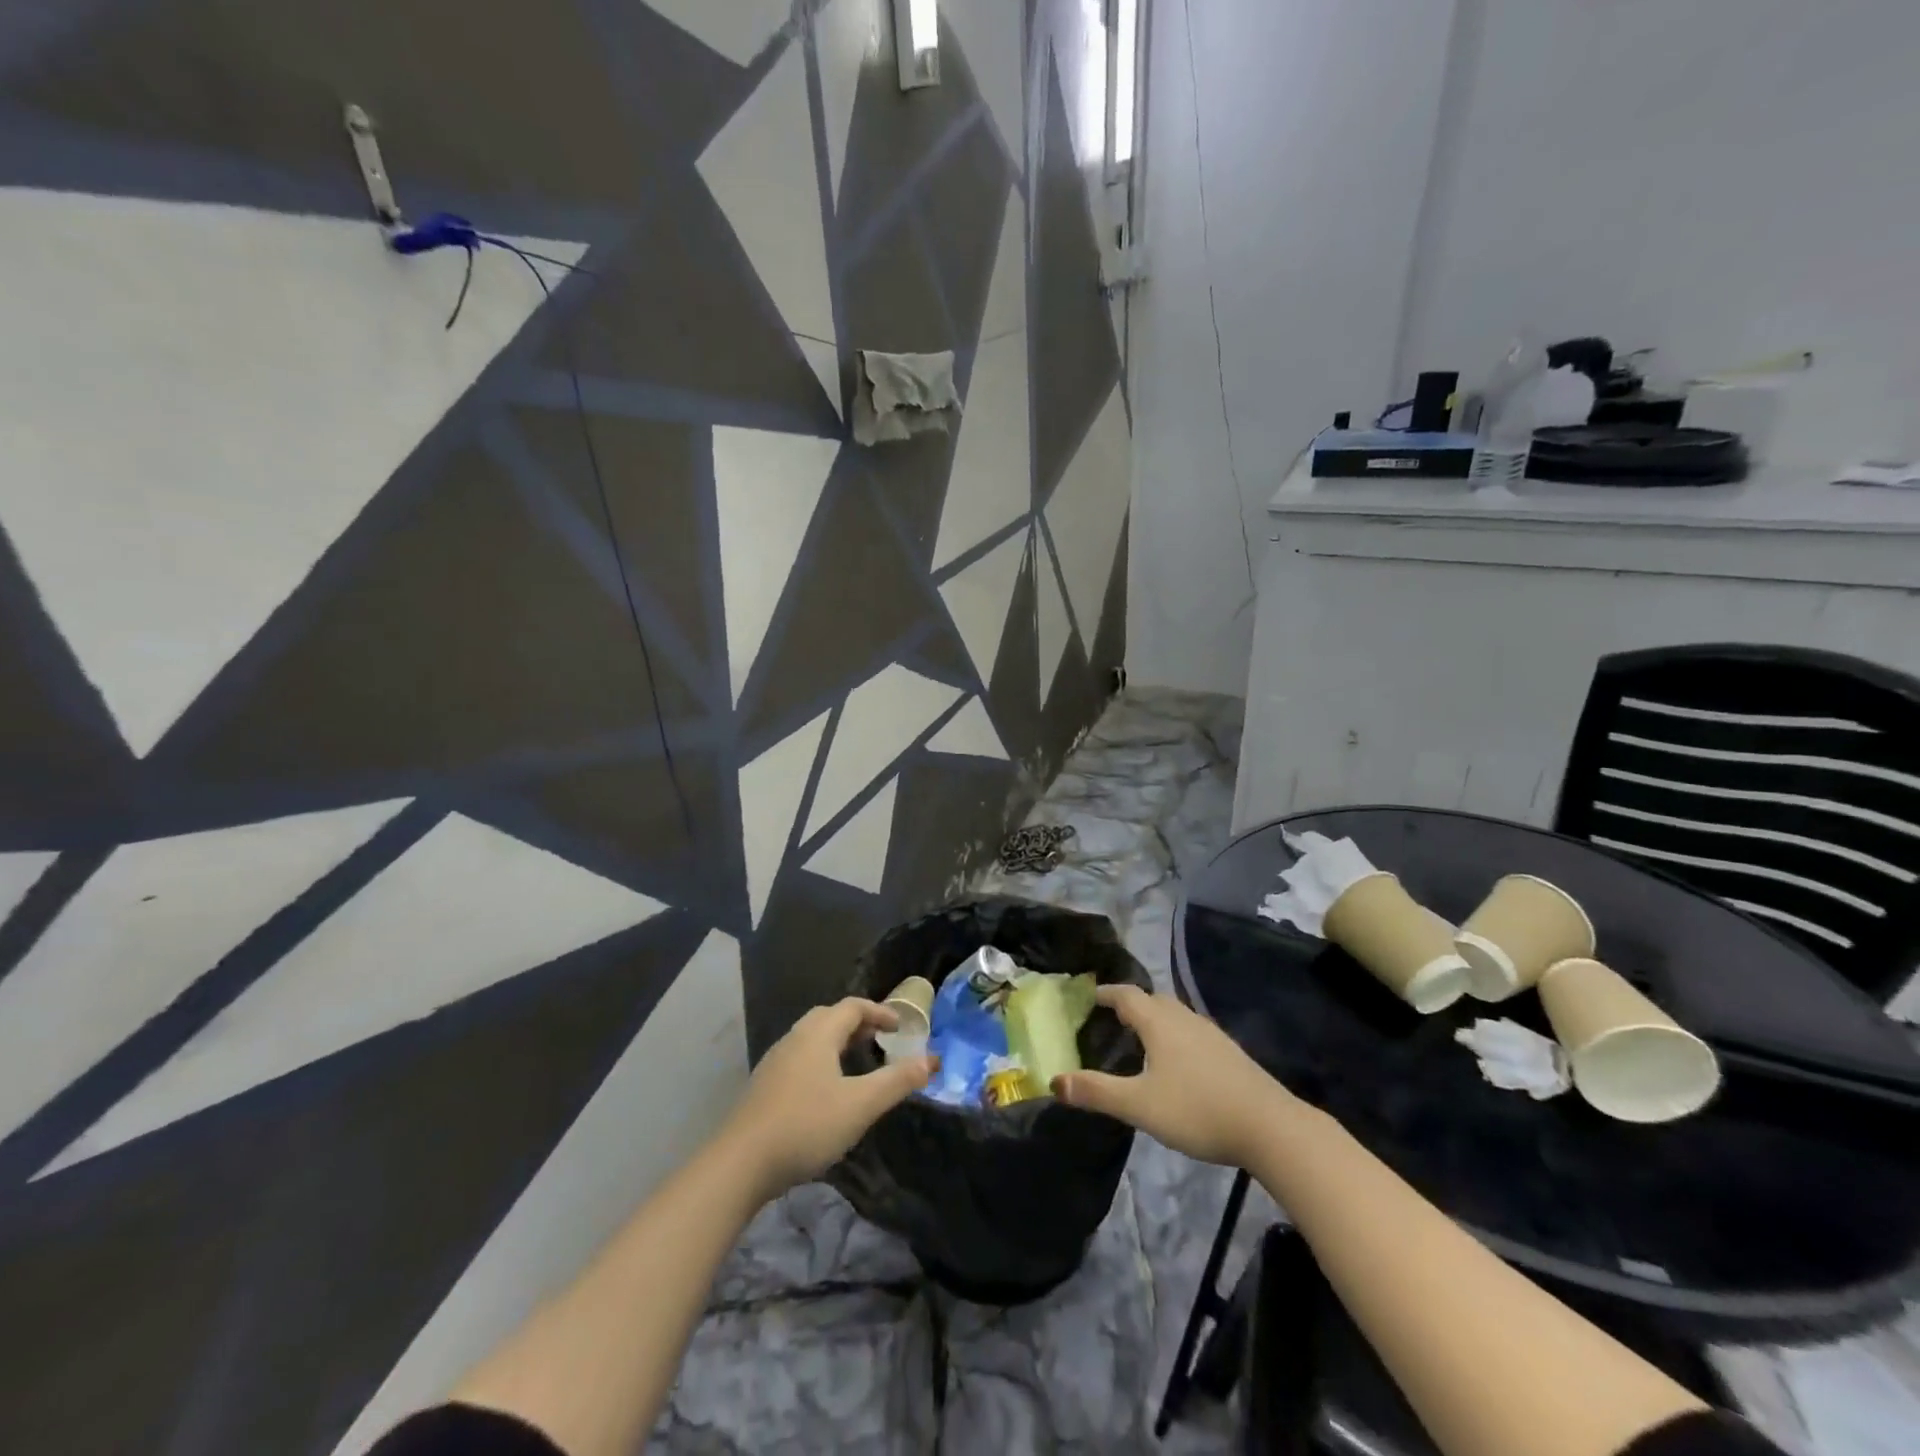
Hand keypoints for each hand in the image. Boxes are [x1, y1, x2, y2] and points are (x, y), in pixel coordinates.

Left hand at [721, 998, 935, 1198]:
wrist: (740, 1164)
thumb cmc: (806, 1125)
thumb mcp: (860, 1105)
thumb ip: (896, 1081)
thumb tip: (930, 1060)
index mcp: (819, 1033)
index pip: (853, 1007)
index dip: (880, 1012)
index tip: (901, 1027)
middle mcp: (795, 1038)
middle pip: (830, 1017)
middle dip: (858, 1024)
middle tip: (880, 1041)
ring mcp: (775, 1061)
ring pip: (812, 1038)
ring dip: (838, 1042)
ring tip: (857, 1064)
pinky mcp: (764, 1086)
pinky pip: (800, 1058)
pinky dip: (821, 1060)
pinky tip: (826, 1091)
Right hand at [1052, 986, 1296, 1167]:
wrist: (1271, 1127)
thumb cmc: (1197, 1110)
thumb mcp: (1139, 1105)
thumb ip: (1096, 1092)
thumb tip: (1054, 1081)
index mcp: (1160, 1022)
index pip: (1126, 995)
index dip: (1106, 993)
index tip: (1088, 996)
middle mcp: (1184, 1018)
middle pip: (1152, 1000)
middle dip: (1129, 1004)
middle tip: (1109, 1017)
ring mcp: (1211, 1034)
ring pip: (1175, 1014)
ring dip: (1154, 1018)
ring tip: (1139, 1037)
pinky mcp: (1229, 1053)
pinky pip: (1191, 1031)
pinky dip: (1174, 1035)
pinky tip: (1177, 1061)